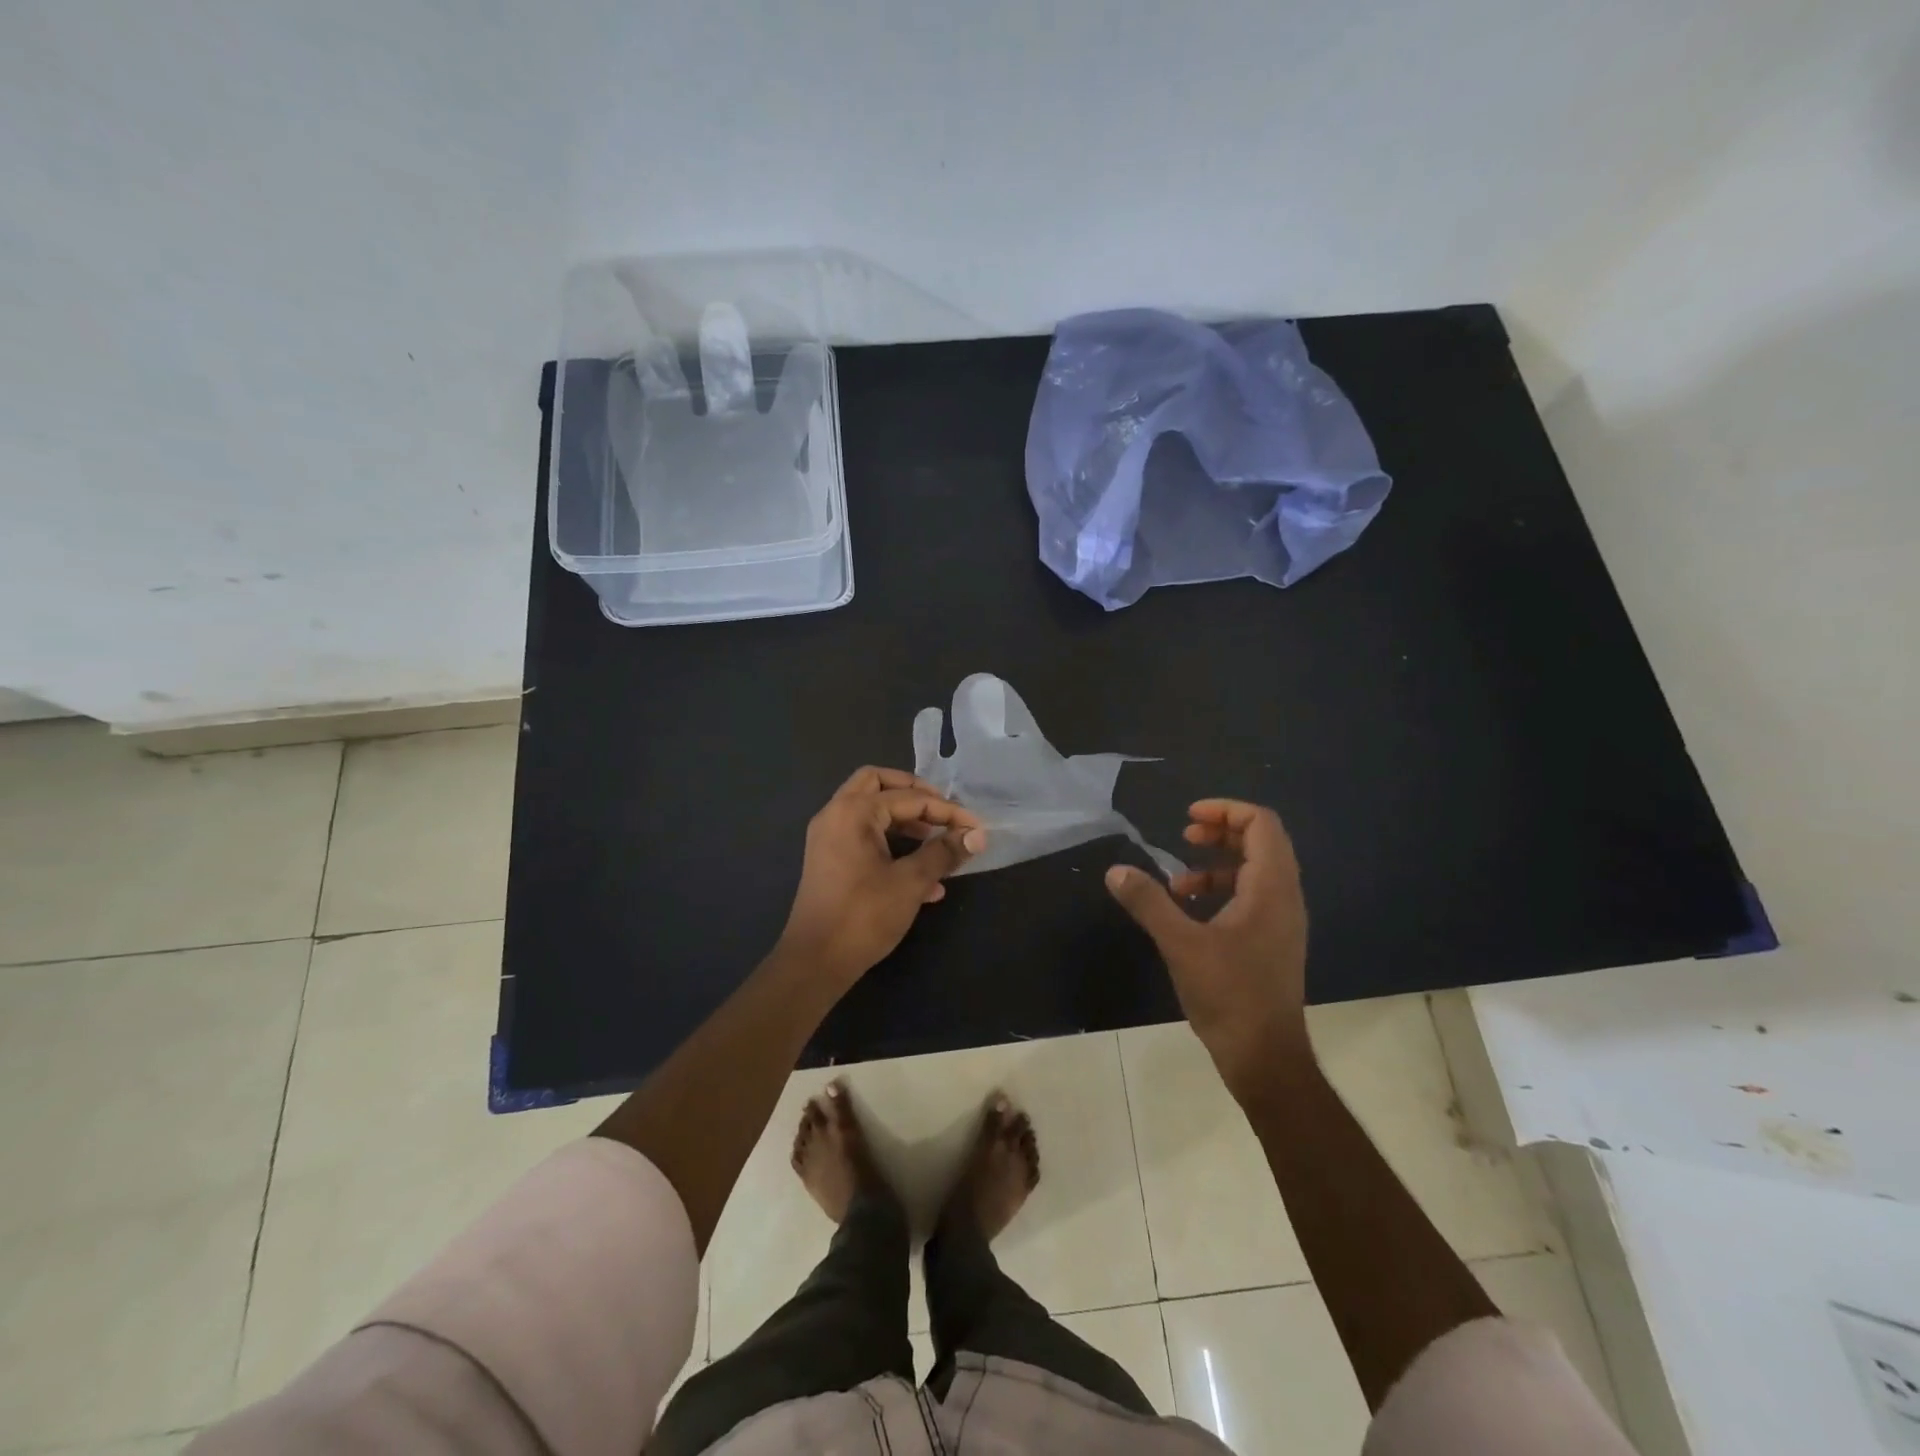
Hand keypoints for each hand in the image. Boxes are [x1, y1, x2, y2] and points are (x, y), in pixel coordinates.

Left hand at [777, 766, 986, 985]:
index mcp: (853, 812)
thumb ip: (944, 853)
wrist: (815, 962)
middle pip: (879, 784)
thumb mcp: (911, 882)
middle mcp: (836, 815)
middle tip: (943, 812)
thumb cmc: (863, 916)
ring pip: (871, 810)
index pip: (909, 798)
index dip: (947, 810)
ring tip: (937, 842)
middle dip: (915, 794)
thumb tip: (976, 835)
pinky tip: (923, 878)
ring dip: (905, 820)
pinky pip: (864, 836)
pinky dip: (892, 843)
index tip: (975, 827)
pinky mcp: (830, 860)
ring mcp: (829, 837)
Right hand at [1106, 799, 1308, 1099]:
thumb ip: (1149, 902)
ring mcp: (1281, 921)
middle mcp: (1284, 897)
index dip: (1226, 810)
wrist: (1265, 1057)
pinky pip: (1251, 896)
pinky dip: (1221, 890)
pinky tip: (1189, 911)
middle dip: (1221, 831)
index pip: (1262, 824)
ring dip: (1218, 863)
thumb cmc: (1229, 995)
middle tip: (1184, 834)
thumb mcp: (1181, 944)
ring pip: (1256, 870)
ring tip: (1178, 879)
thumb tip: (1115, 871)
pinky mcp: (1272, 942)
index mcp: (1271, 888)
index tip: (1188, 817)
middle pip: (1261, 842)